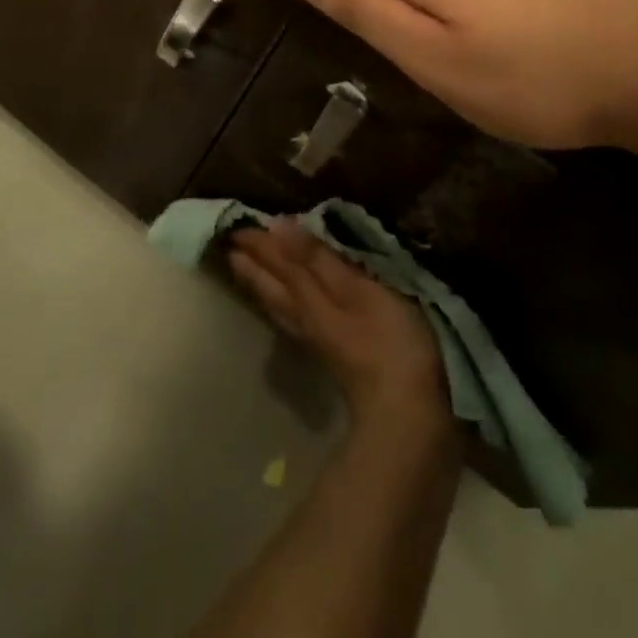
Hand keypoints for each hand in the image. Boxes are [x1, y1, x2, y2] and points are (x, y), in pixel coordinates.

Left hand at [227, 220, 447, 424]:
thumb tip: (278, 226)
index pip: (277, 261)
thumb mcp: (356, 289)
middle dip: (251, 261)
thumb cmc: (388, 341)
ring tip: (242, 268)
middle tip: (229, 242)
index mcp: (307, 296)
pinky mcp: (329, 355)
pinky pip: (290, 318)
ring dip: (259, 282)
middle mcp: (303, 316)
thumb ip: (317, 259)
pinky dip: (278, 303)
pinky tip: (282, 306)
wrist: (407, 415)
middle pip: (271, 284)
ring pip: (277, 303)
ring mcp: (315, 338)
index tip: (235, 223)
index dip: (258, 241)